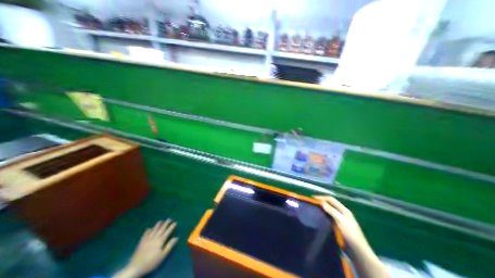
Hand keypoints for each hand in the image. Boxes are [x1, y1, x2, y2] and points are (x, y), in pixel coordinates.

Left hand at [113, 220, 177, 277]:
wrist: (135, 268)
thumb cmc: (151, 262)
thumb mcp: (162, 255)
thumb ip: (169, 246)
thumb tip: (176, 237)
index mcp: (160, 241)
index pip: (168, 232)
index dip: (172, 227)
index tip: (175, 222)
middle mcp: (154, 238)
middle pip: (161, 229)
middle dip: (166, 223)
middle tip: (169, 218)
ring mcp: (147, 239)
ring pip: (154, 230)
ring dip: (158, 225)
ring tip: (161, 221)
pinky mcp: (141, 242)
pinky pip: (145, 234)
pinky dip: (147, 231)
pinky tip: (149, 228)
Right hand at [317, 196, 366, 251]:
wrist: (358, 253)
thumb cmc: (350, 235)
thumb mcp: (341, 221)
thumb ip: (332, 211)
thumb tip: (321, 202)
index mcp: (344, 210)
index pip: (331, 199)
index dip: (322, 197)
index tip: (312, 198)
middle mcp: (342, 213)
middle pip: (330, 204)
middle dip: (321, 202)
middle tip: (312, 203)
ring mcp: (340, 219)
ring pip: (329, 210)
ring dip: (321, 208)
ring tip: (313, 209)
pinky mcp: (338, 226)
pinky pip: (329, 217)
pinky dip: (323, 215)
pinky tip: (318, 217)